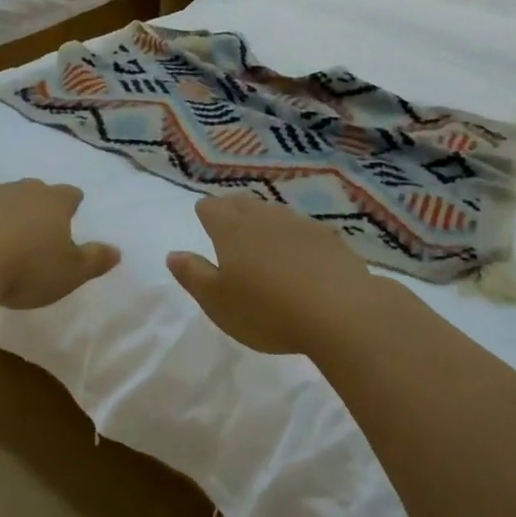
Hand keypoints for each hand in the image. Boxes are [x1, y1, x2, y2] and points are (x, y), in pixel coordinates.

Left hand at [0, 179, 120, 309]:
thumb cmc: (28, 267)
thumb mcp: (71, 273)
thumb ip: (94, 260)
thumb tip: (117, 251)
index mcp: (54, 202)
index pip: (70, 195)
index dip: (72, 202)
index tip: (73, 207)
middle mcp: (21, 191)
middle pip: (35, 190)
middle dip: (39, 203)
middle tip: (41, 221)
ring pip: (3, 199)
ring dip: (7, 214)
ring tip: (7, 237)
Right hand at [167, 196, 375, 354]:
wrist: (341, 313)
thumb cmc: (266, 310)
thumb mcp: (216, 301)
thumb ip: (193, 274)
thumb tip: (173, 254)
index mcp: (231, 229)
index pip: (211, 207)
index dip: (205, 212)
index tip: (204, 219)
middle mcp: (264, 217)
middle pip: (242, 204)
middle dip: (232, 210)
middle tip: (229, 223)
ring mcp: (300, 224)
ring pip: (274, 213)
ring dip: (264, 221)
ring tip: (262, 237)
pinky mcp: (330, 239)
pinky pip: (303, 230)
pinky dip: (295, 237)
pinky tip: (300, 253)